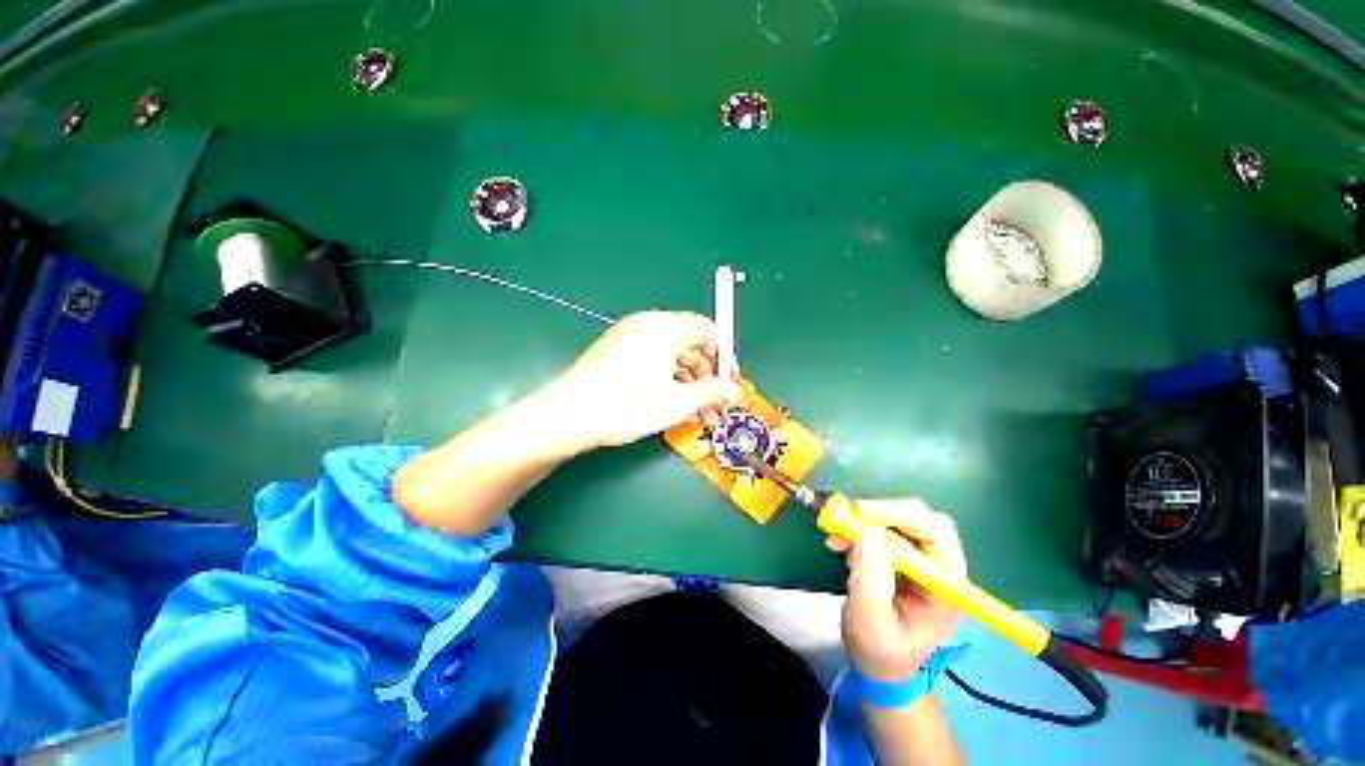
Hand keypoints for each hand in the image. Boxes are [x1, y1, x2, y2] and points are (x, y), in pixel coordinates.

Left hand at [551, 311, 742, 448]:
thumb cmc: (628, 405)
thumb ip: (712, 392)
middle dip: (707, 377)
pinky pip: (654, 362)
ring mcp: (630, 337)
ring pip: (672, 358)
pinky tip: (675, 408)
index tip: (729, 383)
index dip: (724, 357)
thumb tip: (733, 391)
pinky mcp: (618, 352)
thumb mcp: (677, 402)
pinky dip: (668, 382)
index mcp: (665, 327)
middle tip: (715, 406)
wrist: (569, 416)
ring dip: (690, 385)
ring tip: (699, 416)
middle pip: (691, 345)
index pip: (708, 330)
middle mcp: (648, 325)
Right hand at [831, 499, 966, 681]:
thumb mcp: (872, 624)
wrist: (878, 664)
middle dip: (881, 512)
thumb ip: (871, 582)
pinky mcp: (898, 554)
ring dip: (864, 520)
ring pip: (897, 518)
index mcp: (946, 585)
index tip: (861, 513)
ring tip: (837, 536)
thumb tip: (867, 533)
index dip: (900, 515)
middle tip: (846, 518)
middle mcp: (938, 565)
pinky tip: (839, 542)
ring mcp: (918, 557)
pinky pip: (879, 527)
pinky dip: (857, 527)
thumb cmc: (881, 653)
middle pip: (919, 518)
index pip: (936, 532)